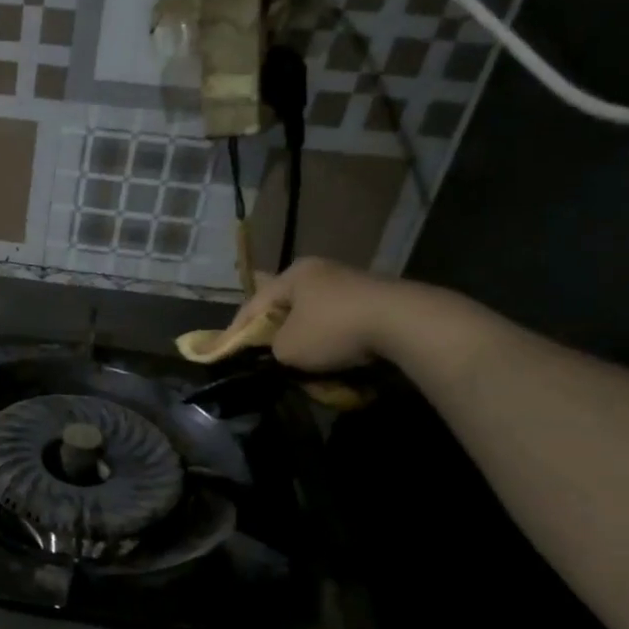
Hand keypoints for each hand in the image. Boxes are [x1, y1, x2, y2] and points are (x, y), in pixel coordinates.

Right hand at [226, 258, 400, 371]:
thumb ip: (270, 349)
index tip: (223, 353)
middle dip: (271, 329)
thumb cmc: (333, 330)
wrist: (405, 323)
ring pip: (313, 314)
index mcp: (293, 274)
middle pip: (284, 306)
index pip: (252, 306)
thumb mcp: (287, 349)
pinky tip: (329, 355)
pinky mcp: (375, 299)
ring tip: (295, 357)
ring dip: (303, 335)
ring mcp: (351, 282)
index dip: (235, 332)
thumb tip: (276, 351)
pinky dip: (329, 338)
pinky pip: (339, 321)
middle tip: (258, 351)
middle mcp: (320, 271)